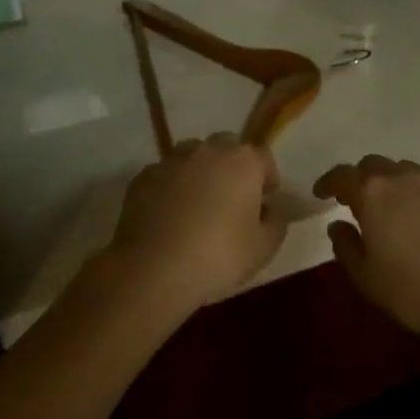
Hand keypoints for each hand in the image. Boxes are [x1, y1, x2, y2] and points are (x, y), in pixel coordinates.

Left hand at [107, 133, 285, 315]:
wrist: (154, 270)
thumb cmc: (219, 257)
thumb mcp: (264, 248)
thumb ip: (276, 222)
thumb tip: (271, 210)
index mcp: (243, 162)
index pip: (264, 158)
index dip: (267, 180)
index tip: (264, 204)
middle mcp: (208, 151)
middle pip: (227, 147)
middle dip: (232, 168)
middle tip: (232, 200)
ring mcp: (172, 161)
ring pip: (192, 156)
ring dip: (199, 172)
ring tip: (197, 204)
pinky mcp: (142, 177)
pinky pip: (165, 175)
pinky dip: (170, 187)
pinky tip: (168, 215)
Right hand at [312, 155, 419, 337]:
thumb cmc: (415, 289)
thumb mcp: (367, 278)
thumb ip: (347, 248)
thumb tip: (337, 226)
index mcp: (373, 194)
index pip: (342, 175)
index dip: (328, 182)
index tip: (321, 193)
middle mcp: (402, 180)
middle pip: (374, 165)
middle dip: (359, 178)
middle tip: (354, 200)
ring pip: (404, 171)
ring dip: (390, 182)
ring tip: (388, 207)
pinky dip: (416, 195)